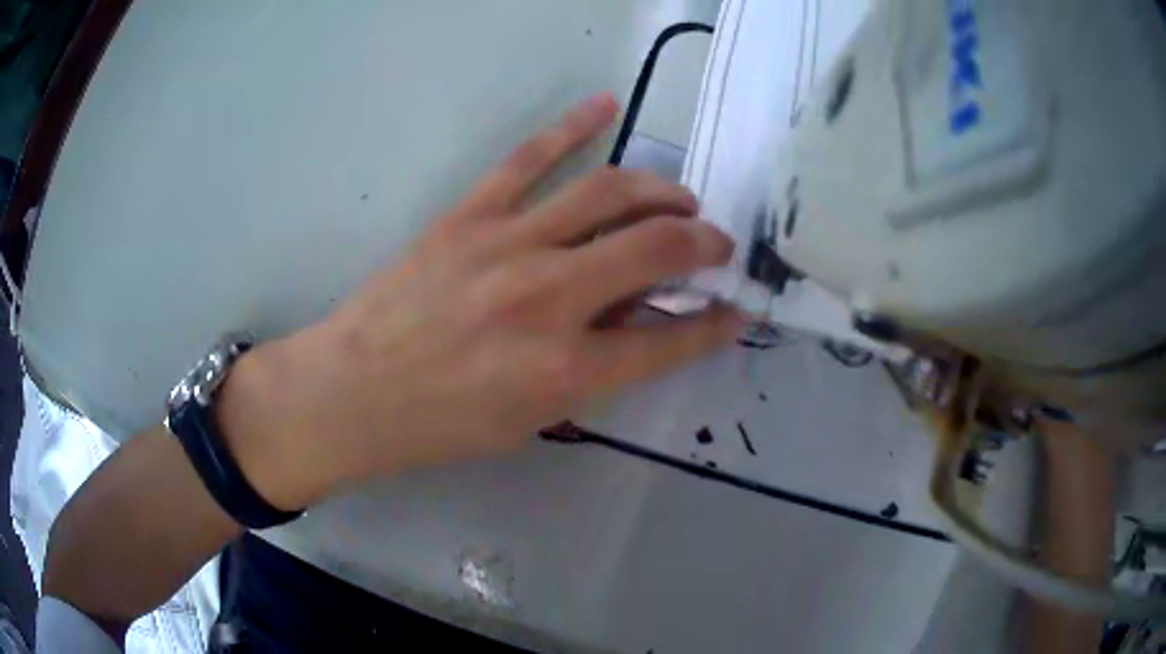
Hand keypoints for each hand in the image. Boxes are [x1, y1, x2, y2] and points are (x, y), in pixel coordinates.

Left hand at [217, 94, 741, 508]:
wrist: (353, 392)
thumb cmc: (439, 424)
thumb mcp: (528, 420)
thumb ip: (589, 371)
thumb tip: (634, 322)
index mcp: (566, 370)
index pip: (670, 340)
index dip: (714, 326)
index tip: (736, 311)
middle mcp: (550, 299)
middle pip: (655, 248)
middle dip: (703, 243)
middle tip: (715, 243)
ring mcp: (508, 245)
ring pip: (607, 192)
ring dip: (659, 190)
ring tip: (680, 198)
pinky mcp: (470, 216)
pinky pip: (530, 158)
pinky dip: (572, 126)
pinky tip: (605, 105)